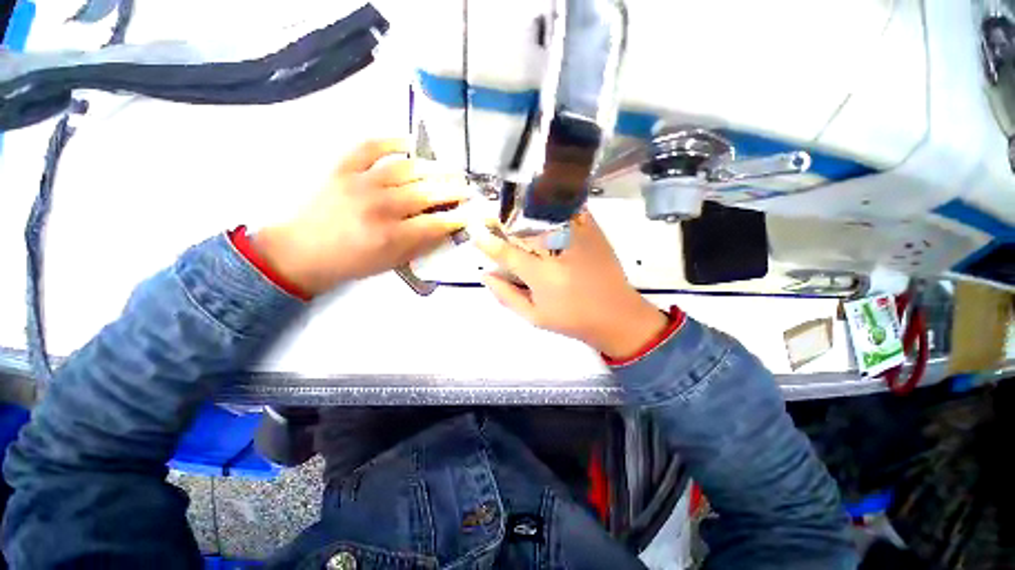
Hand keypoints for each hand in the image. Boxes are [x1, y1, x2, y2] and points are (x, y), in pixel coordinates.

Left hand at [254, 139, 468, 295]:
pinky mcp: (341, 168)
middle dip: (454, 189)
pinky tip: (409, 142)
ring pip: (405, 168)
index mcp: (391, 236)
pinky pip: (370, 147)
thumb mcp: (391, 263)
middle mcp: (379, 207)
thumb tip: (446, 229)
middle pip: (426, 193)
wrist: (301, 251)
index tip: (474, 212)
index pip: (436, 223)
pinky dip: (391, 141)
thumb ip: (421, 245)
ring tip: (450, 167)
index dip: (459, 217)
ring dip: (433, 167)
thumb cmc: (351, 262)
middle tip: (468, 186)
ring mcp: (359, 183)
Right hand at [474, 212, 667, 358]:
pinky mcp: (594, 231)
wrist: (617, 315)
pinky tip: (548, 210)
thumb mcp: (534, 316)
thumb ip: (506, 296)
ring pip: (545, 214)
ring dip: (527, 211)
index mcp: (542, 275)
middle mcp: (558, 251)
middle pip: (523, 229)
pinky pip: (571, 209)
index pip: (507, 253)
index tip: (476, 234)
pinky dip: (557, 206)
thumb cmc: (572, 320)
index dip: (488, 243)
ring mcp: (578, 237)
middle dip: (505, 225)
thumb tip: (485, 275)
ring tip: (517, 212)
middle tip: (495, 222)